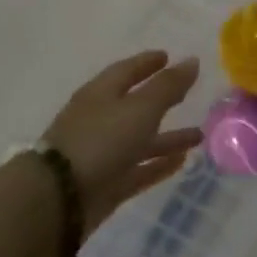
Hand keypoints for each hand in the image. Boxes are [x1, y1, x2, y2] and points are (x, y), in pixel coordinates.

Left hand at [43, 51, 203, 230]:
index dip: (147, 63)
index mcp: (100, 94)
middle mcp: (100, 121)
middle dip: (161, 99)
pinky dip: (159, 164)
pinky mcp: (107, 184)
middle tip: (187, 93)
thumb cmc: (100, 141)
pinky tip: (182, 161)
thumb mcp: (140, 108)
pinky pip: (139, 169)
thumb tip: (192, 60)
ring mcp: (102, 154)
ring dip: (168, 137)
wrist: (58, 199)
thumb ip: (168, 86)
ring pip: (141, 141)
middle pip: (135, 106)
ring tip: (198, 135)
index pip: (126, 71)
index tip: (167, 56)